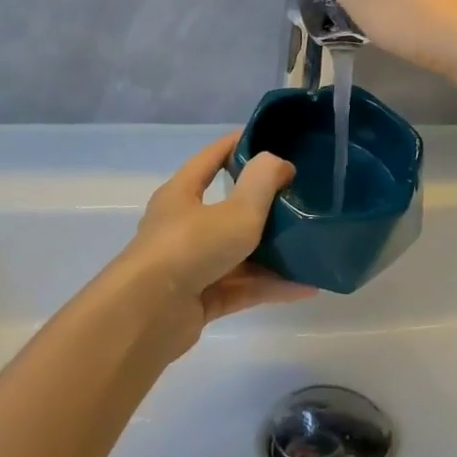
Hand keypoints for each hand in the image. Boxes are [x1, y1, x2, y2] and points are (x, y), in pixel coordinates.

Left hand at [123, 133, 312, 352]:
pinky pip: (240, 286)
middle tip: (300, 199)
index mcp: (182, 193)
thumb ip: (262, 182)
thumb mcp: (236, 210)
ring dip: (273, 252)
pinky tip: (304, 286)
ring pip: (238, 252)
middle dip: (264, 205)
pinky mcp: (198, 300)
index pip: (212, 157)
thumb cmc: (189, 247)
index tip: (272, 139)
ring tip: (311, 248)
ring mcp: (190, 265)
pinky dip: (269, 285)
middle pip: (228, 208)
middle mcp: (183, 225)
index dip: (239, 144)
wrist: (146, 317)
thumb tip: (279, 163)